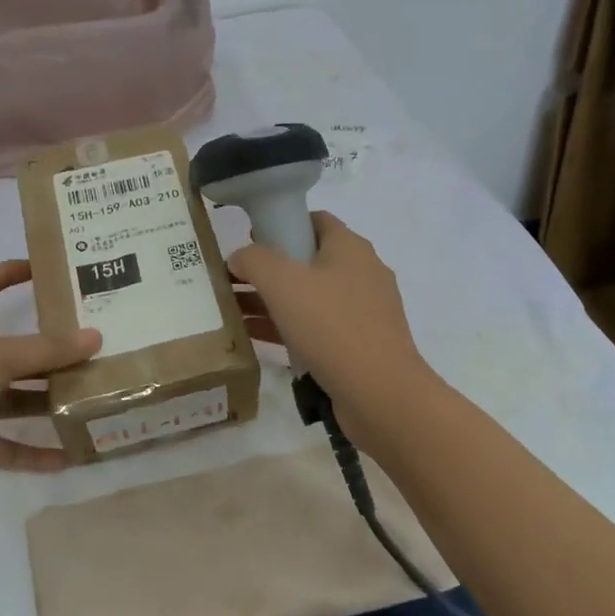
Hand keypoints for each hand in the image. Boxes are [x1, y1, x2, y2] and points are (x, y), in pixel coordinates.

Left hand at [0, 260, 98, 497]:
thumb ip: (47, 351)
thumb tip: (96, 338)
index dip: (7, 273)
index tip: (41, 268)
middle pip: (15, 350)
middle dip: (50, 351)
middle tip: (96, 349)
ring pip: (16, 399)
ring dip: (48, 403)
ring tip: (94, 402)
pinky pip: (6, 446)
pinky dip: (33, 453)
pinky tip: (68, 459)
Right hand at [227, 212, 434, 439]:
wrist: (381, 395)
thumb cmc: (331, 327)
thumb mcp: (282, 283)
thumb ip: (254, 260)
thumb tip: (239, 256)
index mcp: (350, 247)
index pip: (313, 220)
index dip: (280, 224)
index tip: (249, 242)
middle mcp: (362, 273)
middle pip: (308, 259)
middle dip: (269, 268)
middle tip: (233, 279)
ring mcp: (363, 311)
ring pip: (310, 296)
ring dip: (272, 300)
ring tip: (233, 309)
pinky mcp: (360, 344)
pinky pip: (317, 327)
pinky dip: (287, 327)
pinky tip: (253, 337)